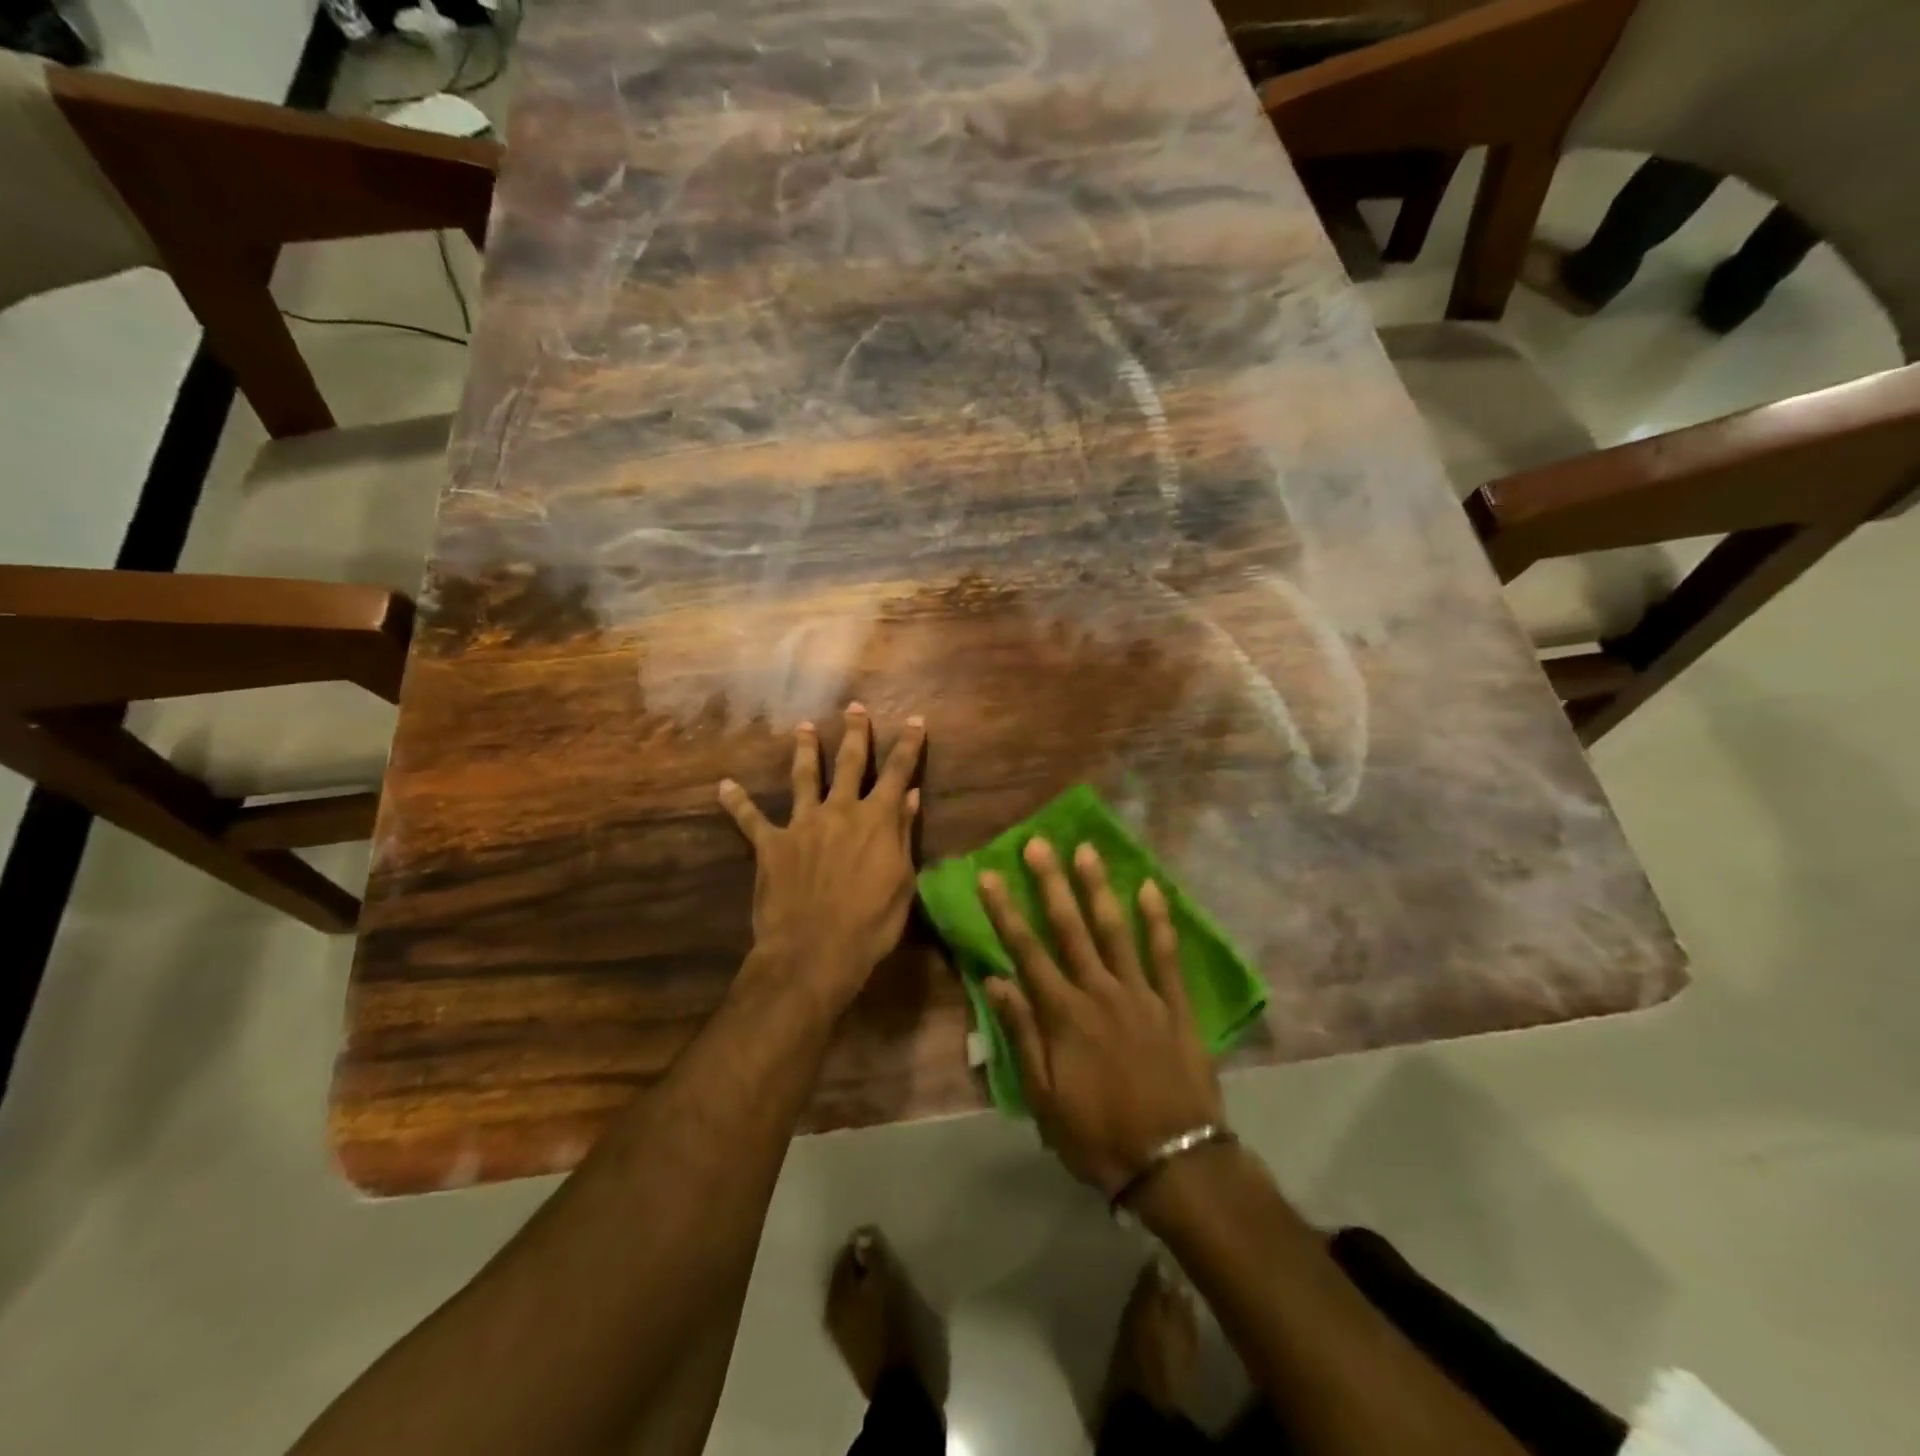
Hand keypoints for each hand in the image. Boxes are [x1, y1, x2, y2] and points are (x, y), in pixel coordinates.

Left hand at [719, 703, 924, 1013]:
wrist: (814, 951)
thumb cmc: (870, 923)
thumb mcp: (902, 881)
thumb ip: (903, 835)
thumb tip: (910, 796)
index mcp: (877, 819)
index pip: (897, 772)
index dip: (908, 745)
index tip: (915, 720)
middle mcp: (840, 811)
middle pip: (849, 763)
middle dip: (854, 733)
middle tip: (854, 708)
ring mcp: (803, 824)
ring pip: (804, 778)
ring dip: (804, 750)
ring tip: (802, 727)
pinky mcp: (771, 845)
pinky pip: (750, 819)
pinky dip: (737, 802)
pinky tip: (724, 786)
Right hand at [979, 840, 1223, 1198]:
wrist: (1173, 1162)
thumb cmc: (1098, 1135)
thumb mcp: (1044, 1097)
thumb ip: (1022, 1034)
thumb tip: (996, 981)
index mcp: (1063, 1014)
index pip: (1026, 951)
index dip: (1004, 911)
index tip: (989, 875)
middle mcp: (1099, 991)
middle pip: (1070, 928)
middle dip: (1050, 883)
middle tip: (1038, 844)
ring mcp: (1141, 993)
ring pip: (1115, 930)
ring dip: (1098, 888)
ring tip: (1086, 850)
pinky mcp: (1174, 1005)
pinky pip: (1166, 955)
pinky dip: (1158, 921)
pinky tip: (1151, 889)